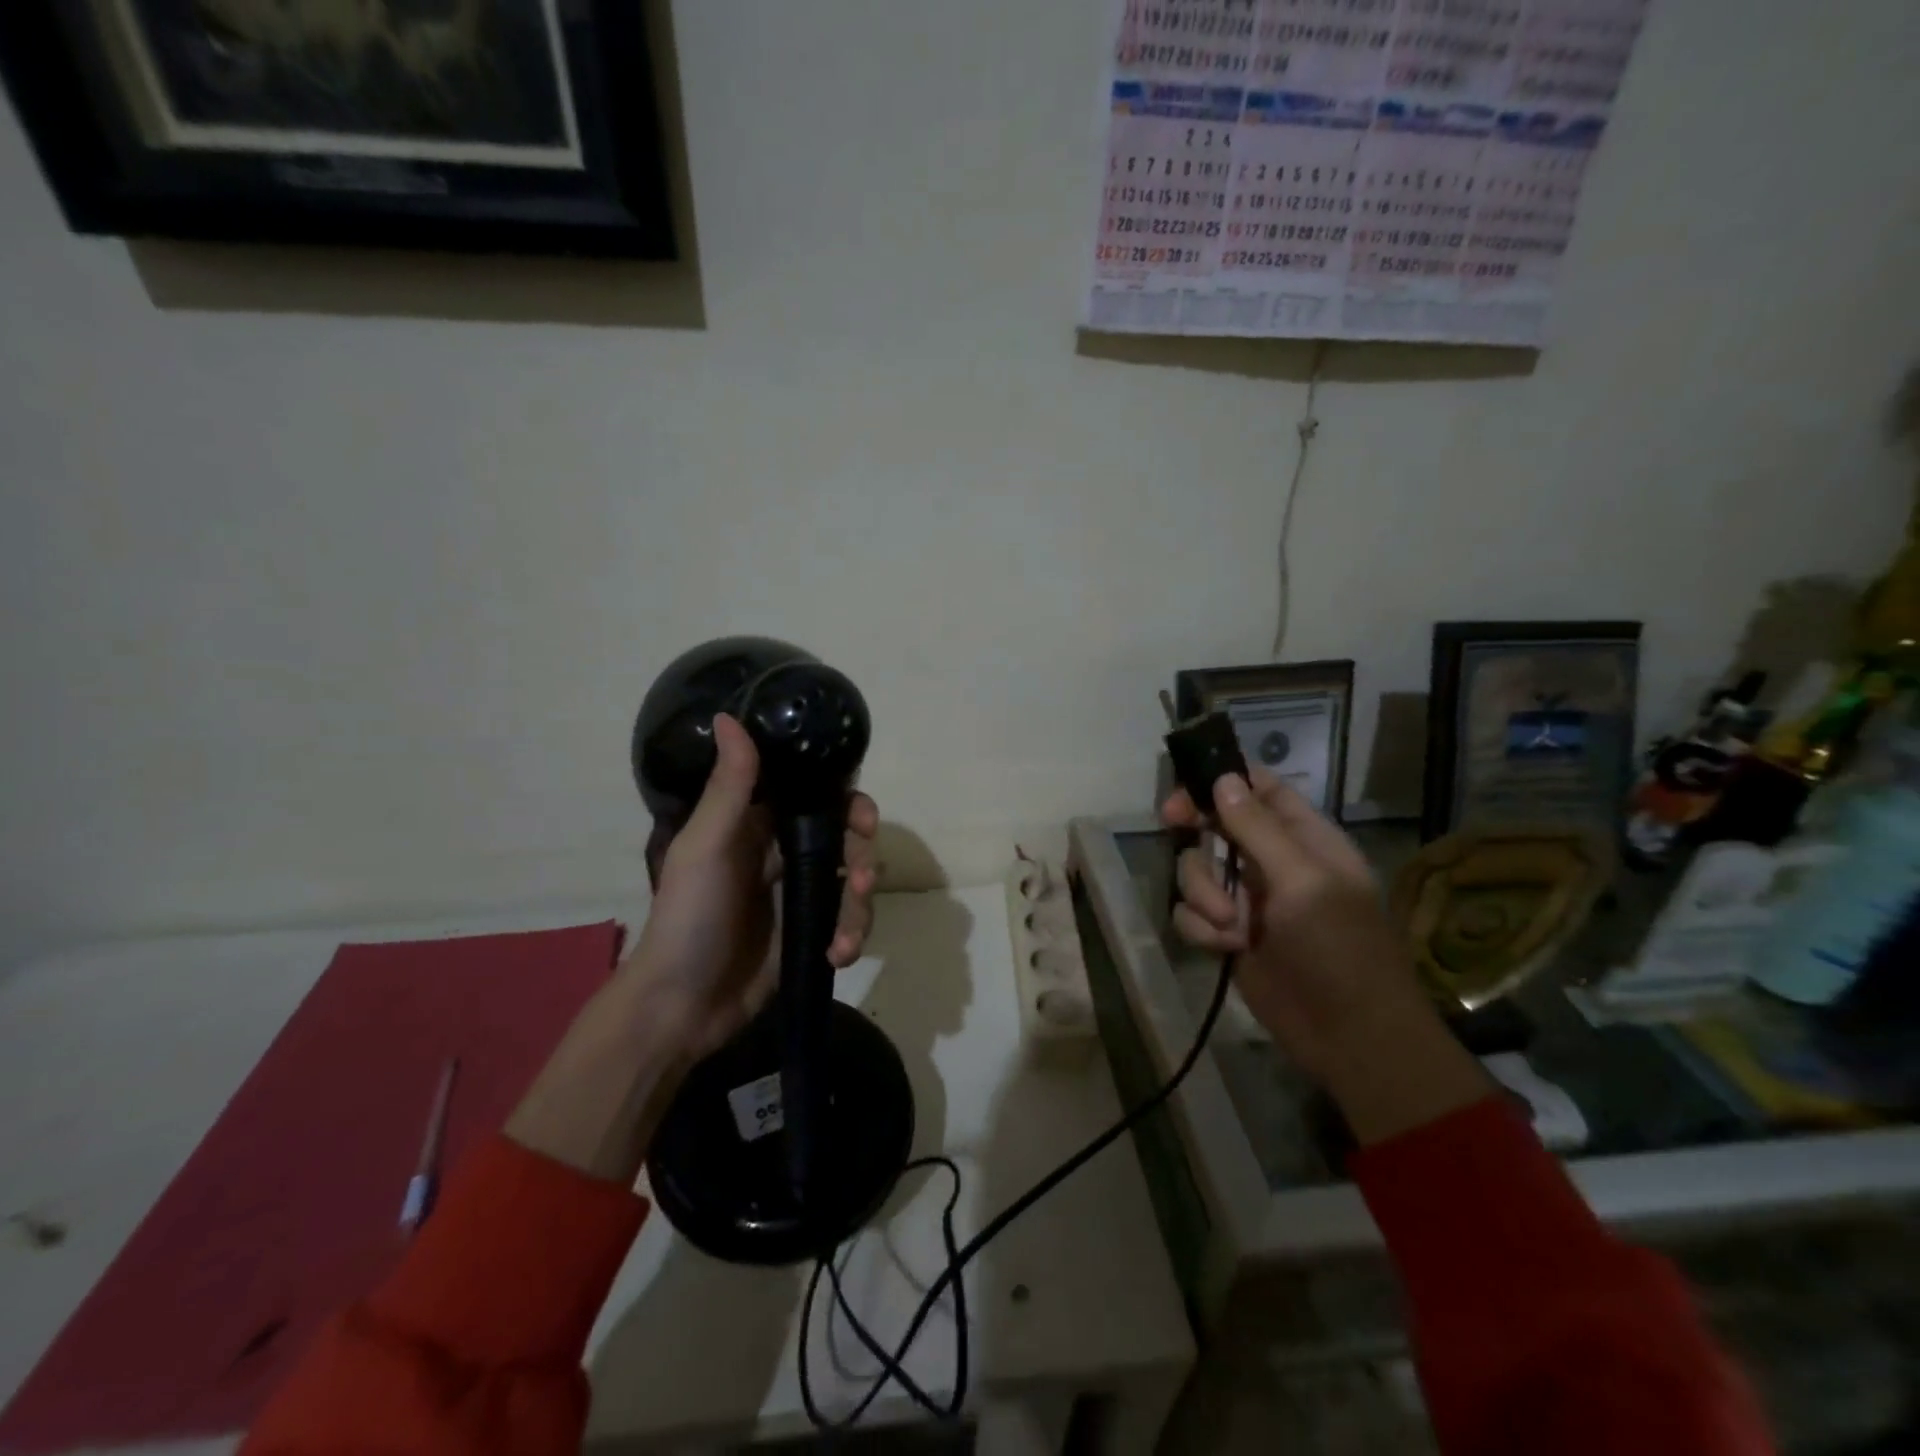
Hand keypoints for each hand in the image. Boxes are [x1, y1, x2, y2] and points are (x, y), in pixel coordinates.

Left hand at [507, 714, 880, 1182]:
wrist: (680, 1006)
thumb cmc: (688, 917)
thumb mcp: (706, 847)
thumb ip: (729, 786)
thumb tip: (730, 715)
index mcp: (758, 824)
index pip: (816, 794)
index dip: (847, 798)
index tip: (863, 815)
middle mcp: (783, 853)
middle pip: (846, 838)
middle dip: (862, 856)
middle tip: (861, 879)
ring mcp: (799, 895)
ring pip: (853, 882)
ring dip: (860, 905)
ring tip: (846, 936)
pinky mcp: (810, 933)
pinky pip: (848, 922)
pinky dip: (851, 936)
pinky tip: (838, 955)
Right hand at [1164, 769, 1419, 1079]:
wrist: (1349, 1036)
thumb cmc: (1339, 948)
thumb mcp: (1303, 880)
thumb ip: (1258, 828)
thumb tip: (1223, 779)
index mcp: (1304, 838)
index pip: (1260, 788)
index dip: (1223, 779)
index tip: (1188, 785)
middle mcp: (1272, 862)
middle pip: (1216, 823)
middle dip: (1195, 829)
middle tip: (1171, 823)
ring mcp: (1248, 899)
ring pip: (1196, 869)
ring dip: (1203, 892)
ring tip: (1231, 926)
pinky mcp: (1228, 934)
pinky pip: (1192, 913)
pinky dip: (1201, 928)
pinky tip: (1225, 948)